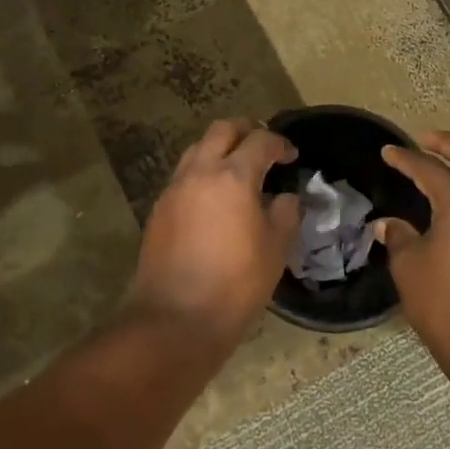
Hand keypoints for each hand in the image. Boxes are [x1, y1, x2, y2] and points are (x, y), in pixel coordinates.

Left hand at [128, 118, 300, 345]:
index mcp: (233, 176)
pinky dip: (202, 173)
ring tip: (237, 169)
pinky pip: (183, 176)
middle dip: (245, 130)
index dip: (279, 144)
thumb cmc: (236, 283)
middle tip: (263, 146)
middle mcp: (199, 172)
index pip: (260, 141)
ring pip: (196, 149)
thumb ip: (286, 213)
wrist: (176, 317)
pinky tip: (214, 198)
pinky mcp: (158, 210)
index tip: (291, 156)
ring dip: (219, 149)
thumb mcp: (276, 249)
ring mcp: (173, 189)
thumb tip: (286, 198)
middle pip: (221, 130)